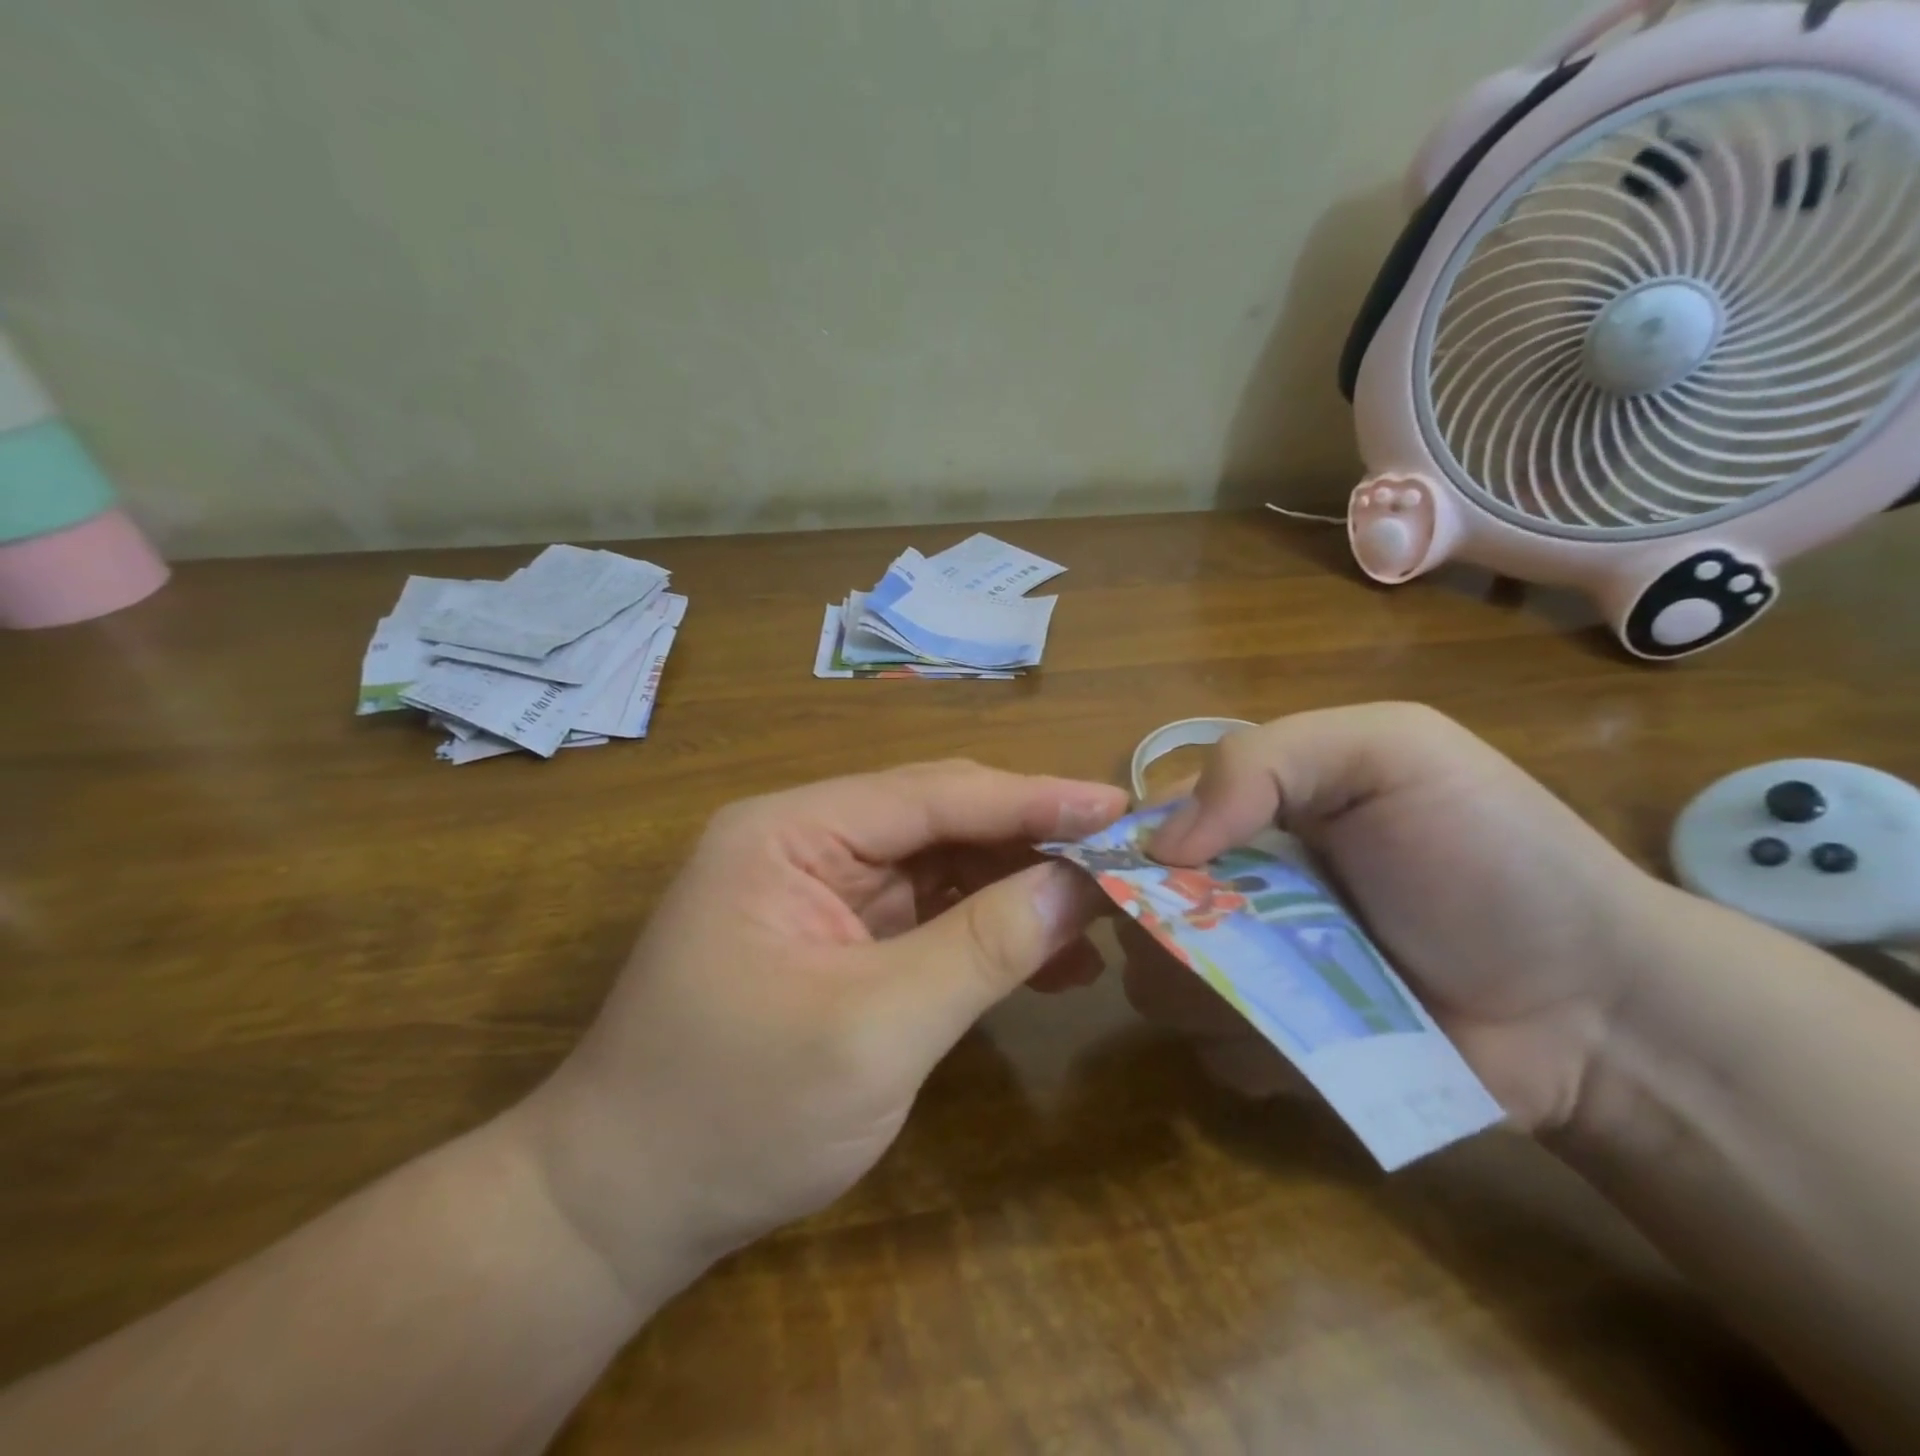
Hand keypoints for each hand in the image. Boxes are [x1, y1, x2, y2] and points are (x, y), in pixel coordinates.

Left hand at [515, 761, 1126, 1299]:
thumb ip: (984, 947)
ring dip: (1018, 891)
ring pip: (944, 868)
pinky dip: (988, 933)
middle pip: (941, 821)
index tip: (1120, 808)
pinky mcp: (840, 940)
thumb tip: (1081, 885)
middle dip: (1032, 842)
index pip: (934, 793)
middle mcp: (806, 842)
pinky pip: (930, 917)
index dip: (1033, 798)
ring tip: (1101, 919)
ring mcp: (823, 892)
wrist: (623, 1208)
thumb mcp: (873, 1030)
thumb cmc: (734, 1113)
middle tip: (1124, 860)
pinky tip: (1051, 962)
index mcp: (791, 832)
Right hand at [1125, 703, 1671, 1131]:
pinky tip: (1315, 1040)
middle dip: (1159, 927)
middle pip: (1132, 909)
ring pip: (1157, 984)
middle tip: (1229, 938)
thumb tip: (1162, 845)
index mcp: (1247, 812)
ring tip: (1290, 991)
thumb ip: (1263, 760)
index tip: (1155, 875)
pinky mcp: (1270, 1049)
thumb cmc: (1488, 855)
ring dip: (1205, 992)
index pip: (1141, 825)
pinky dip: (1249, 1048)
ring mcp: (1247, 973)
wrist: (1596, 1004)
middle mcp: (1229, 888)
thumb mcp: (1390, 751)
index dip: (1129, 848)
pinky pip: (1210, 1051)